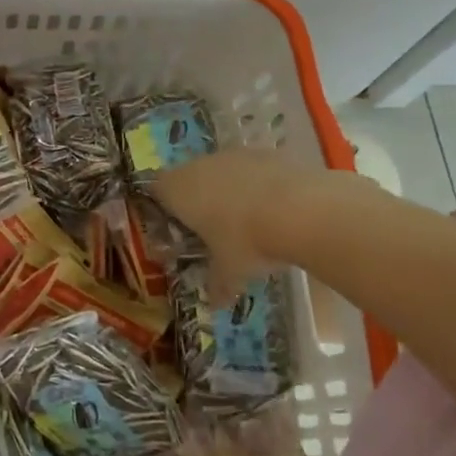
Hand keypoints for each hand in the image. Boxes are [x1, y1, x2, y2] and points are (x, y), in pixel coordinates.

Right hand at [154, 148, 317, 301]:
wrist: (300, 210)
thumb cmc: (246, 241)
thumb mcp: (229, 271)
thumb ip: (217, 284)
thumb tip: (214, 303)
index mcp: (178, 191)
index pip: (156, 190)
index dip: (164, 206)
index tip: (176, 226)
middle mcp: (199, 166)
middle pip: (188, 177)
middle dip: (197, 198)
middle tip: (212, 227)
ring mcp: (233, 155)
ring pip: (220, 170)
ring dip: (228, 189)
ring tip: (247, 219)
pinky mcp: (264, 152)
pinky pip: (250, 168)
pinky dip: (256, 184)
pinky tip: (273, 208)